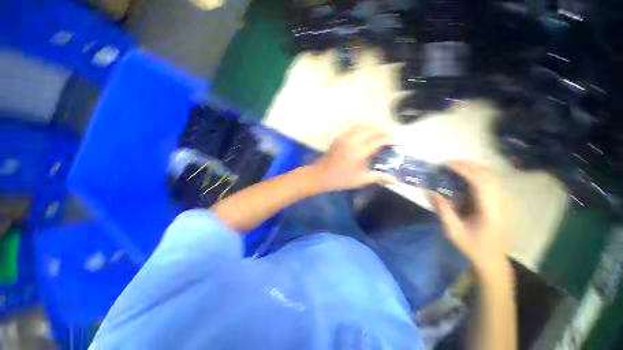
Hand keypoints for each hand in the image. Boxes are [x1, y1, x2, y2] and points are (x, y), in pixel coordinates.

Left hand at [309, 124, 394, 192]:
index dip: (388, 139)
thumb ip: (378, 177)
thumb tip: (394, 180)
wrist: (319, 176)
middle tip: (388, 139)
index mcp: (359, 151)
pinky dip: (362, 128)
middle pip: (371, 128)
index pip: (378, 139)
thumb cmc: (340, 180)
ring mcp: (344, 137)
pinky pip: (353, 128)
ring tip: (378, 135)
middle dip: (382, 131)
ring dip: (372, 127)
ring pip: (361, 125)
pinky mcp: (339, 138)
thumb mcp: (360, 180)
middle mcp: (352, 140)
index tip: (395, 143)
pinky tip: (364, 135)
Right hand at [433, 161, 509, 277]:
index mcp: (490, 211)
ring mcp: (505, 202)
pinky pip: (493, 182)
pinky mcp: (503, 203)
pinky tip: (468, 176)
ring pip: (493, 176)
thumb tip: (432, 192)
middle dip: (468, 165)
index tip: (447, 165)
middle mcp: (501, 203)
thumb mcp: (454, 232)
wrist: (493, 259)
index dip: (464, 170)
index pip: (480, 182)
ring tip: (456, 167)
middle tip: (448, 163)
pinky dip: (480, 174)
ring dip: (475, 168)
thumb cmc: (473, 247)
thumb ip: (444, 211)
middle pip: (489, 175)